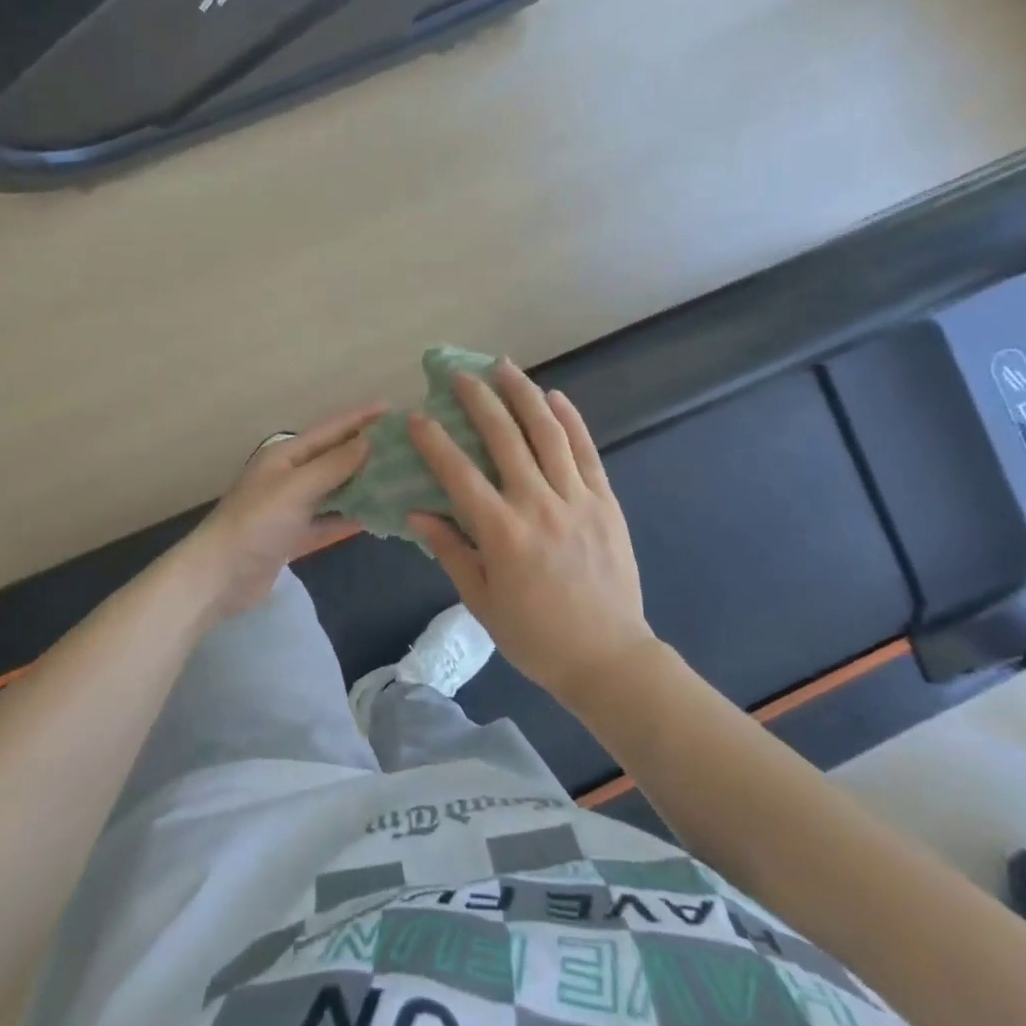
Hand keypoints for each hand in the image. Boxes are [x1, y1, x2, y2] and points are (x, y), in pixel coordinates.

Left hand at [184, 403, 384, 622]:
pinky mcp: (293, 537)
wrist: (218, 577)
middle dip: (366, 452)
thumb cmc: (255, 523)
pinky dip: (349, 519)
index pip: (329, 431)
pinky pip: (328, 522)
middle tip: (405, 447)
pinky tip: (377, 517)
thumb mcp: (295, 488)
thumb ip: (333, 465)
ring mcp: (291, 508)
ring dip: (362, 486)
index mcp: (285, 456)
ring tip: (399, 480)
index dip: (359, 418)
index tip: (391, 408)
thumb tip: (368, 441)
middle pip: (334, 459)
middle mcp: (289, 477)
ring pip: (334, 491)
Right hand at [408, 362, 653, 705]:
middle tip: (461, 375)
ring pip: (548, 434)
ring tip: (505, 367)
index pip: (459, 474)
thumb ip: (450, 551)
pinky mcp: (606, 502)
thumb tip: (418, 512)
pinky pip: (587, 452)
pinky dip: (571, 421)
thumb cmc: (536, 636)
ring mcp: (577, 500)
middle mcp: (538, 505)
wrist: (608, 657)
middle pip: (505, 438)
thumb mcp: (482, 602)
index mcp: (502, 534)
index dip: (435, 441)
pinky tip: (556, 397)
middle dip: (479, 401)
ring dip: (524, 395)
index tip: (417, 416)